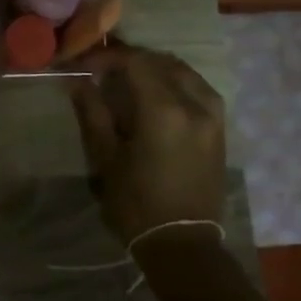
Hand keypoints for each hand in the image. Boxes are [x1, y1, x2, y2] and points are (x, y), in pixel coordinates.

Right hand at [66, 43, 226, 244]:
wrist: (182, 243)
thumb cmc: (136, 204)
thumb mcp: (106, 157)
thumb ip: (93, 112)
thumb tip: (80, 81)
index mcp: (164, 110)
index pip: (136, 62)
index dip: (108, 57)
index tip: (86, 65)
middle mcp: (195, 104)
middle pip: (161, 62)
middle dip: (131, 59)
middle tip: (103, 69)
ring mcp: (213, 116)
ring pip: (184, 72)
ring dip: (155, 68)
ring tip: (129, 79)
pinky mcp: (220, 129)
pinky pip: (198, 89)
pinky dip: (175, 82)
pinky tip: (157, 94)